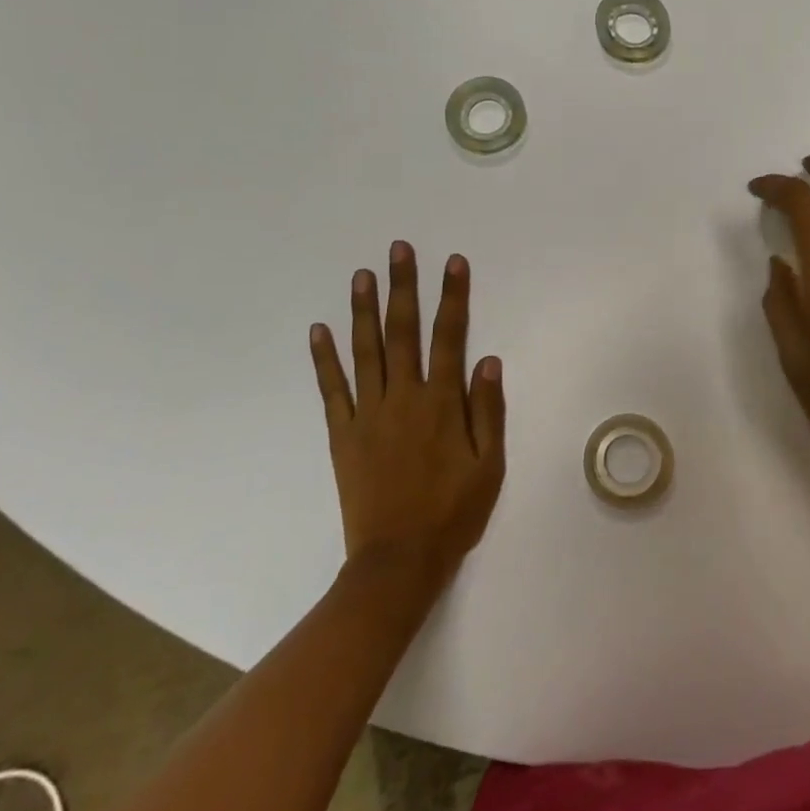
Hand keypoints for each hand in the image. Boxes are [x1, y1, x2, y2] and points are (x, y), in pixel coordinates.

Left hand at [308, 242, 505, 590]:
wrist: (398, 561)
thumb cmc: (453, 512)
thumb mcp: (489, 465)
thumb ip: (488, 410)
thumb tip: (488, 360)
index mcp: (441, 404)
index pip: (450, 337)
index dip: (453, 297)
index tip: (454, 263)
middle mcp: (403, 398)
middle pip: (403, 332)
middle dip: (403, 287)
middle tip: (399, 249)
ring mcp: (368, 414)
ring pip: (366, 351)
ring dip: (364, 310)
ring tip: (362, 274)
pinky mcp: (343, 434)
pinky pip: (332, 389)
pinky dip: (325, 359)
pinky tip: (321, 330)